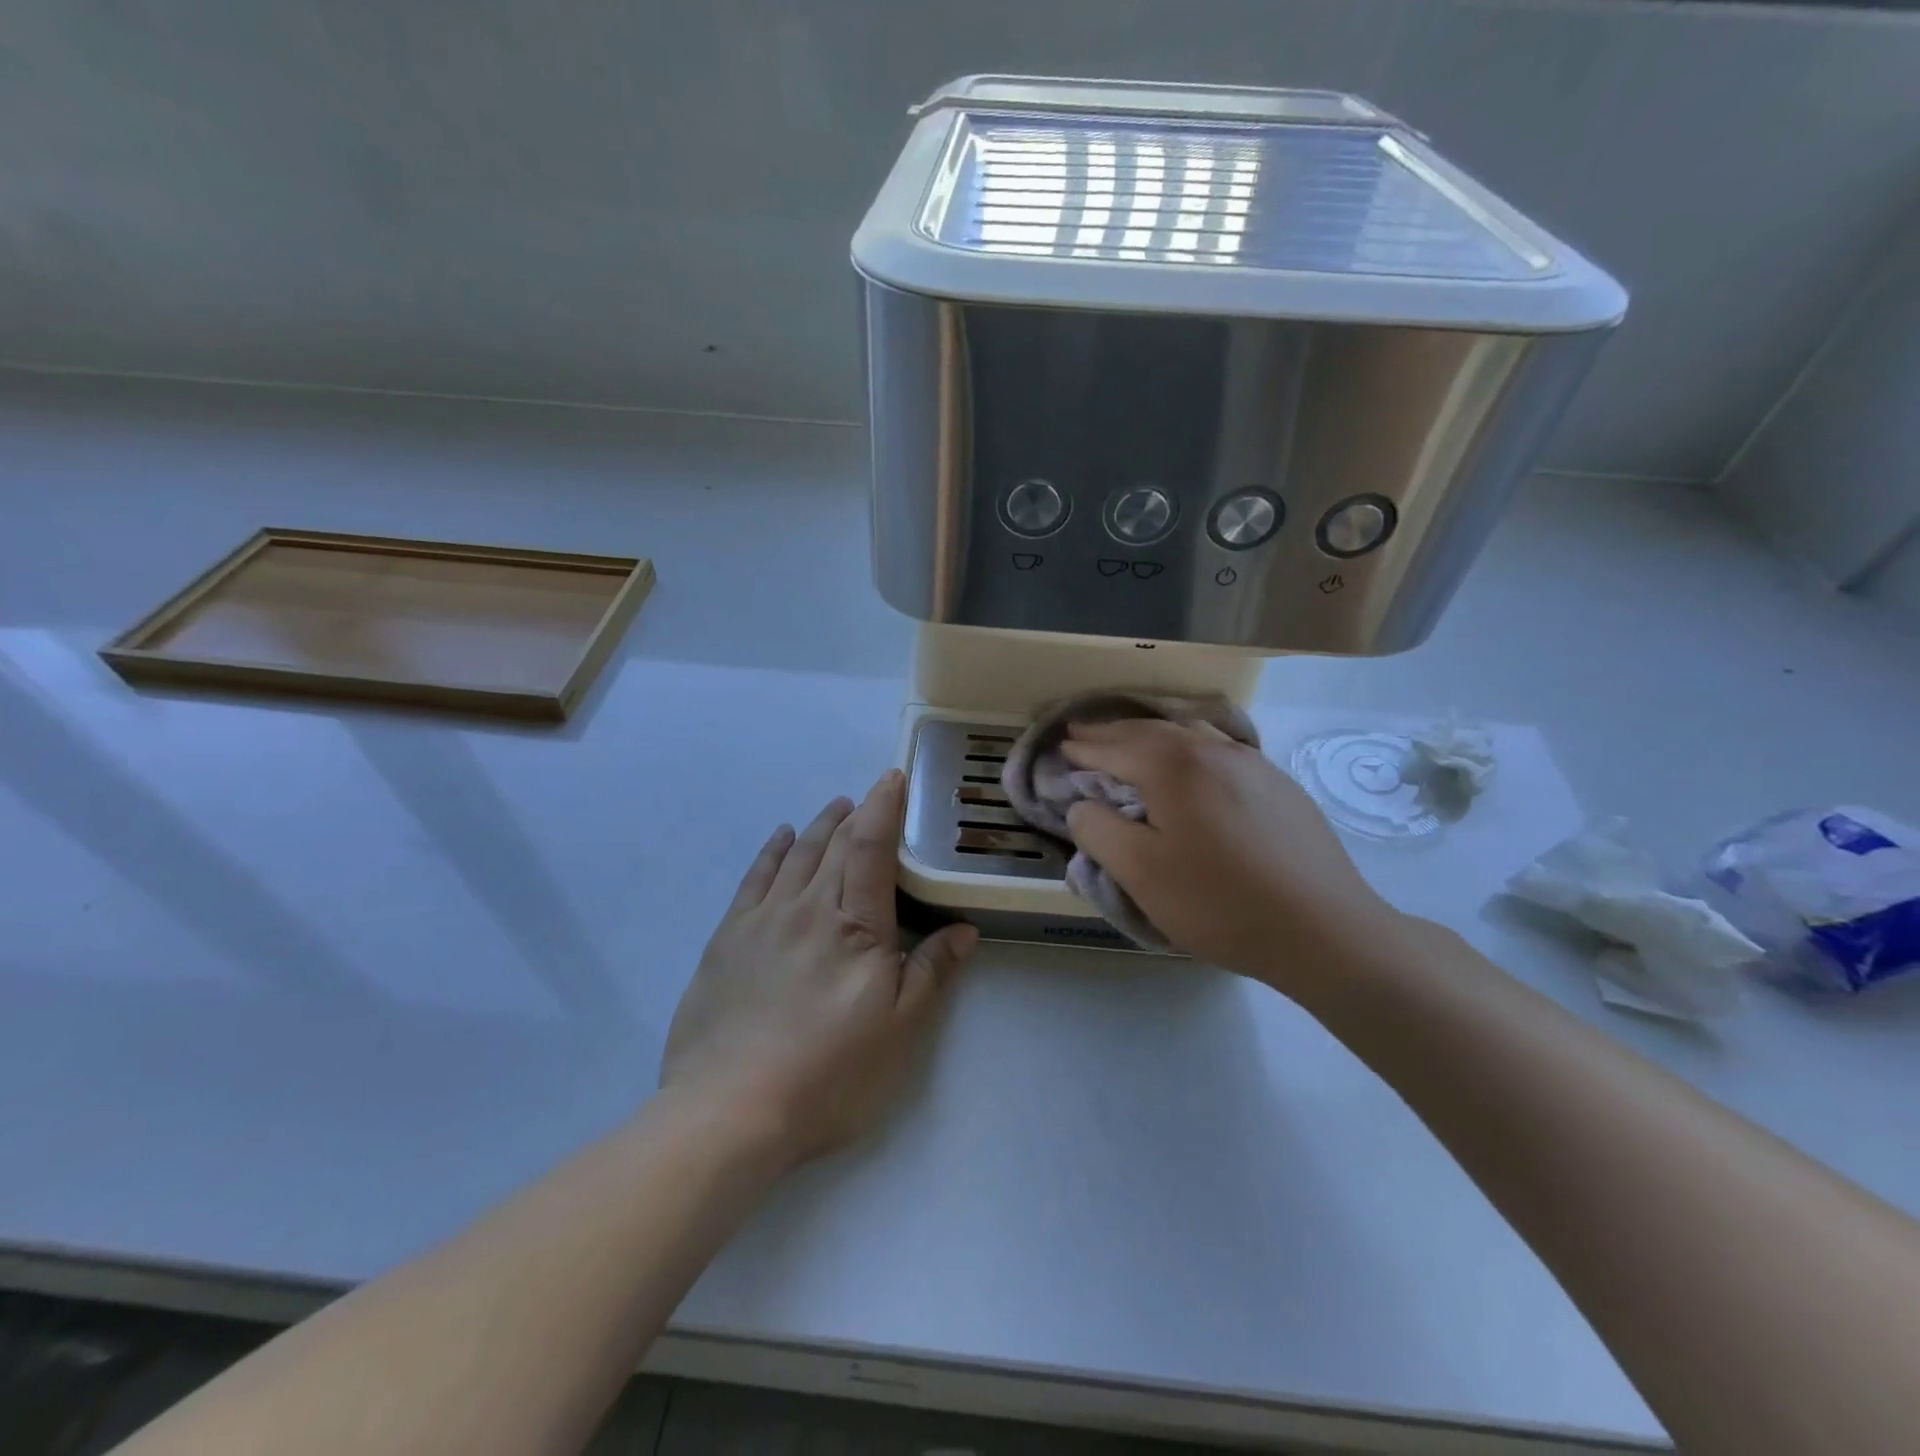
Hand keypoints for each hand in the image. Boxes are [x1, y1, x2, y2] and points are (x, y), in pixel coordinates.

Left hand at [660, 770, 978, 1171]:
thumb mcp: (900, 1030)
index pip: (870, 846)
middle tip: (870, 795)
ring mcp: (761, 919)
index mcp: (853, 923)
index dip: (884, 807)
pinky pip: (754, 878)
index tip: (893, 778)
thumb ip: (932, 971)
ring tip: (835, 809)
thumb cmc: (829, 1073)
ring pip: (795, 855)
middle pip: (833, 844)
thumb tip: (964, 929)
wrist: (730, 1111)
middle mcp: (806, 906)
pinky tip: (780, 838)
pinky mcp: (727, 939)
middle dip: (856, 814)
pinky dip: (771, 851)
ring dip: (819, 826)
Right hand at [1061, 719, 1396, 992]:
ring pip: (1191, 733)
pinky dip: (1190, 747)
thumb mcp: (1141, 874)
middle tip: (1084, 733)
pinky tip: (1193, 763)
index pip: (1115, 747)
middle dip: (1113, 732)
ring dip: (1153, 734)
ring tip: (1133, 742)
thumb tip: (1082, 804)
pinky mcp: (1279, 784)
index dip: (1083, 747)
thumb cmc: (1220, 902)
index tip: (1060, 745)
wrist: (1325, 930)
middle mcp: (1213, 750)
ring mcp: (1253, 764)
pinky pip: (1221, 749)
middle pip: (1151, 730)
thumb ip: (1099, 831)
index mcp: (1174, 766)